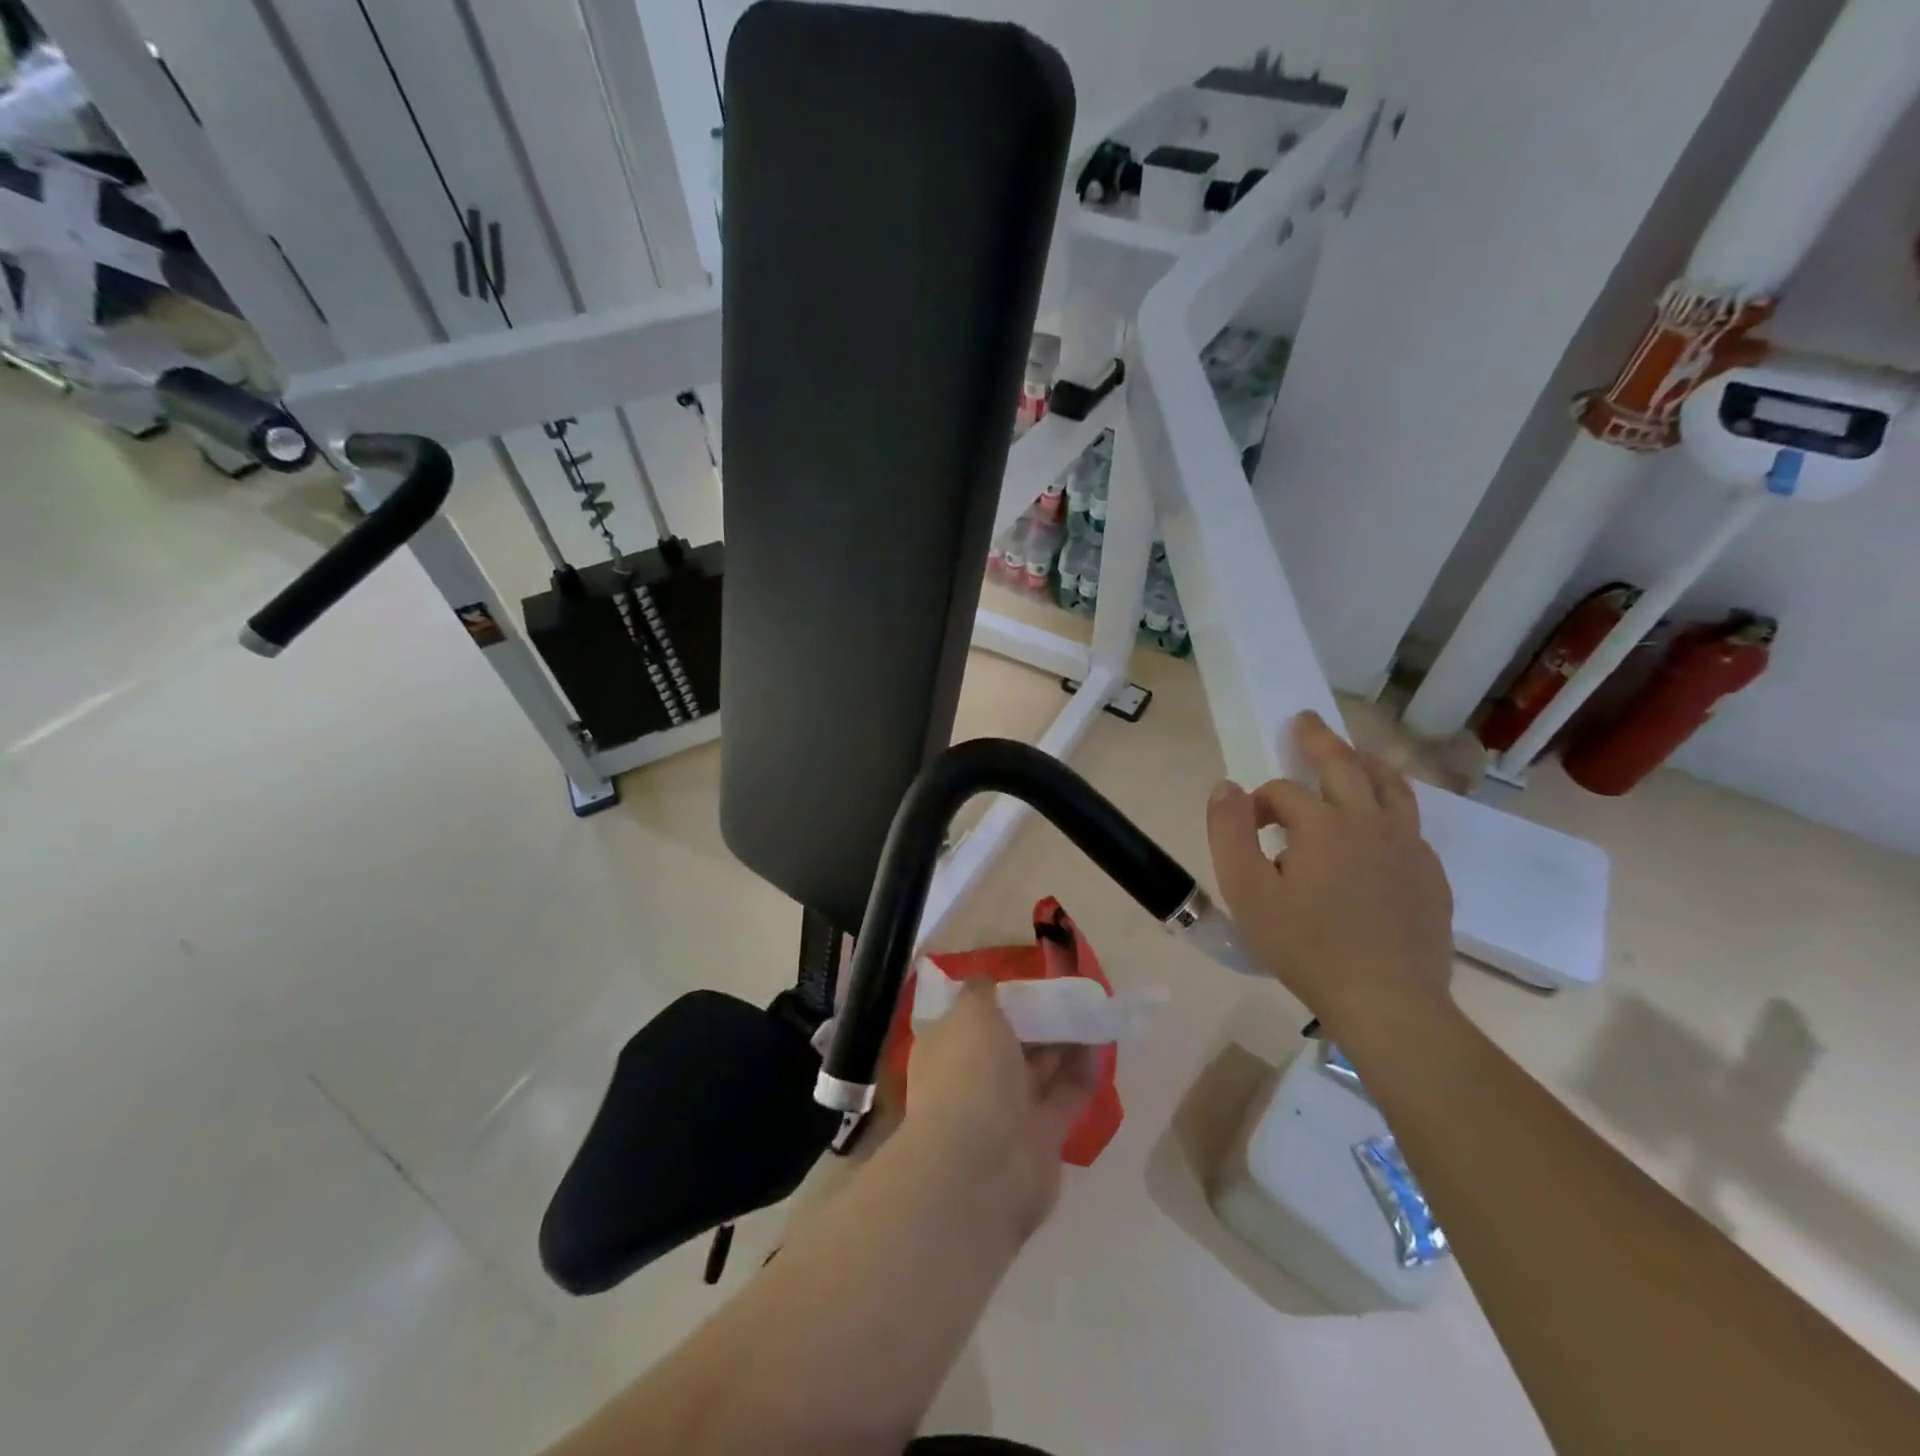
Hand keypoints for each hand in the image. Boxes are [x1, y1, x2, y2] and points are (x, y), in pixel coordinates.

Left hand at [901, 979, 1100, 1237]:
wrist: (981, 1167)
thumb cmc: (968, 1074)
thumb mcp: (970, 1013)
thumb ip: (981, 993)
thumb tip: (984, 984)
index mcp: (946, 1047)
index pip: (969, 1017)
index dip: (997, 999)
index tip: (1027, 980)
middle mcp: (972, 1077)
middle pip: (1009, 1041)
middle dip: (1036, 1019)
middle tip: (1069, 992)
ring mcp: (1006, 1110)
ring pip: (1039, 1068)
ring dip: (1064, 1041)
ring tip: (1092, 1011)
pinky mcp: (1041, 1136)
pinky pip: (1065, 1095)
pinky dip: (1082, 1071)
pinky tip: (1101, 1044)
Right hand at [1205, 710, 1454, 1031]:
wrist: (1388, 1002)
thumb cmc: (1306, 947)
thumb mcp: (1246, 891)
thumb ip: (1229, 832)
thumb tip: (1226, 787)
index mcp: (1324, 824)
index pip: (1282, 792)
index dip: (1257, 803)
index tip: (1247, 829)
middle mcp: (1371, 822)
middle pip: (1345, 765)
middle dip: (1319, 740)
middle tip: (1306, 720)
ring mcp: (1409, 847)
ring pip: (1391, 786)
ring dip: (1367, 763)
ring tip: (1354, 755)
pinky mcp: (1431, 875)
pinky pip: (1411, 823)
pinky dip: (1391, 807)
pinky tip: (1380, 826)